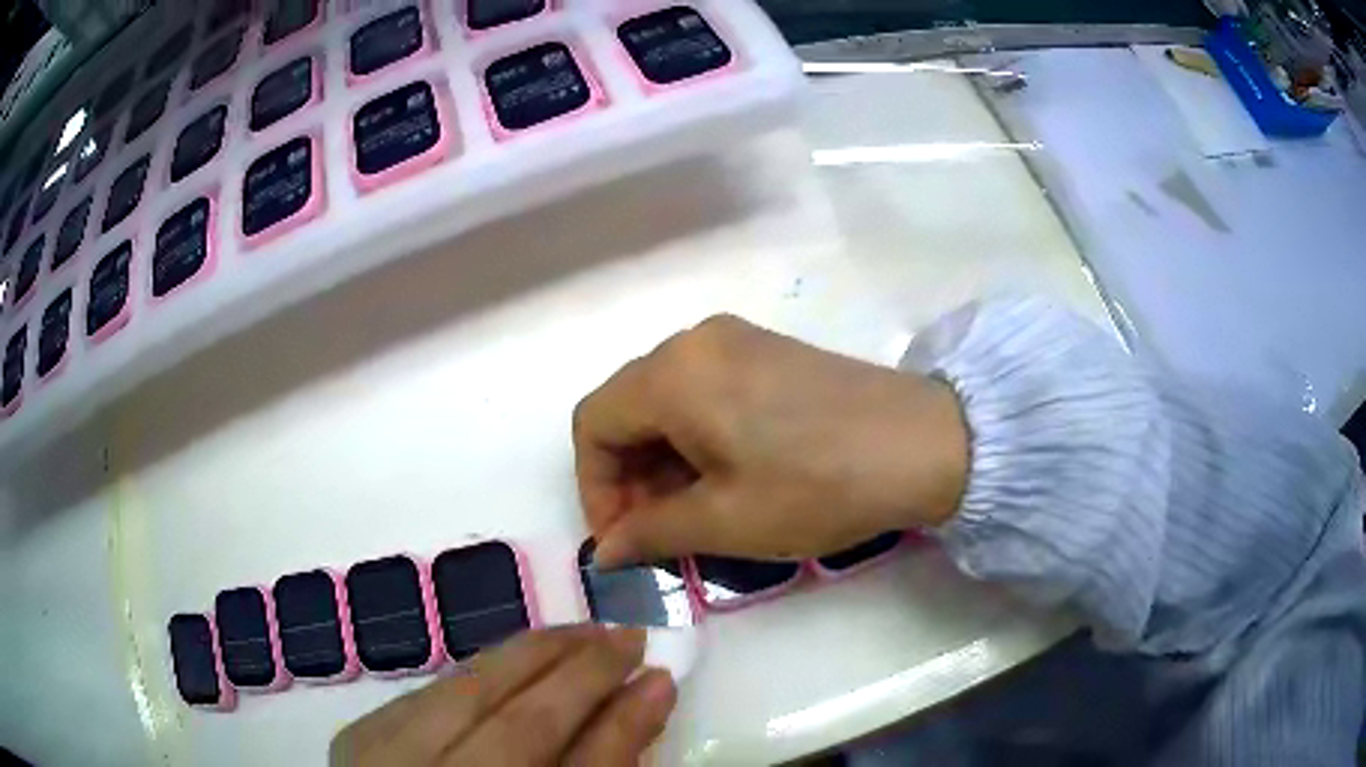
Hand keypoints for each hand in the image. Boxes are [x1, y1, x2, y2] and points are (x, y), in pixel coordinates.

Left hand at [331, 626, 675, 766]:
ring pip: (460, 686)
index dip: (602, 698)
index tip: (654, 665)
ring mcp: (378, 750)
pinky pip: (430, 689)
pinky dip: (479, 675)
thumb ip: (603, 759)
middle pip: (500, 704)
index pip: (547, 740)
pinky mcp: (359, 734)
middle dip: (567, 663)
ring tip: (577, 638)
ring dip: (523, 657)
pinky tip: (515, 665)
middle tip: (622, 633)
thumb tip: (651, 690)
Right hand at [573, 315, 967, 567]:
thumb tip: (606, 552)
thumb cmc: (816, 486)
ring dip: (664, 461)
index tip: (624, 540)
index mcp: (672, 373)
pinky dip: (697, 438)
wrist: (925, 444)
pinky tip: (729, 477)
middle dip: (630, 478)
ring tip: (695, 514)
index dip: (595, 488)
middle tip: (659, 535)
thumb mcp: (724, 521)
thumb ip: (650, 533)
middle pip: (628, 409)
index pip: (594, 425)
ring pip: (667, 402)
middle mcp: (695, 341)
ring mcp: (736, 340)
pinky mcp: (769, 351)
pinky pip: (705, 391)